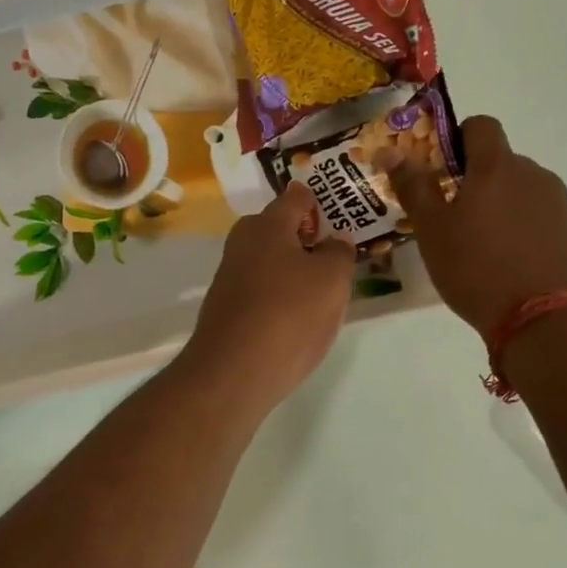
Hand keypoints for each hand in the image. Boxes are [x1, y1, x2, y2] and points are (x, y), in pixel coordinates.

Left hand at [183, 183, 354, 409]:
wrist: (233, 371)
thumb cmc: (290, 314)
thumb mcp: (332, 280)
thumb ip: (339, 252)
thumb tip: (335, 239)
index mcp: (267, 224)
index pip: (296, 196)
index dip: (320, 203)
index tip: (342, 221)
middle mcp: (242, 243)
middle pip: (278, 228)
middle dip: (306, 239)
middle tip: (335, 260)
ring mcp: (229, 276)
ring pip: (268, 261)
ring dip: (292, 270)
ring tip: (321, 294)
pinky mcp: (225, 307)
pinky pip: (259, 289)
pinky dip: (278, 296)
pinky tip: (294, 319)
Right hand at [386, 114, 566, 339]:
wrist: (548, 322)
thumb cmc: (477, 271)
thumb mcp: (432, 232)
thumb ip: (413, 187)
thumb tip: (391, 149)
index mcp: (497, 169)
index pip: (481, 126)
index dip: (460, 139)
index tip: (445, 171)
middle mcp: (537, 178)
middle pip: (506, 166)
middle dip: (483, 185)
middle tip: (461, 224)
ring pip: (531, 197)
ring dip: (510, 213)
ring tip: (492, 255)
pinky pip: (554, 227)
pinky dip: (536, 239)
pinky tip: (524, 273)